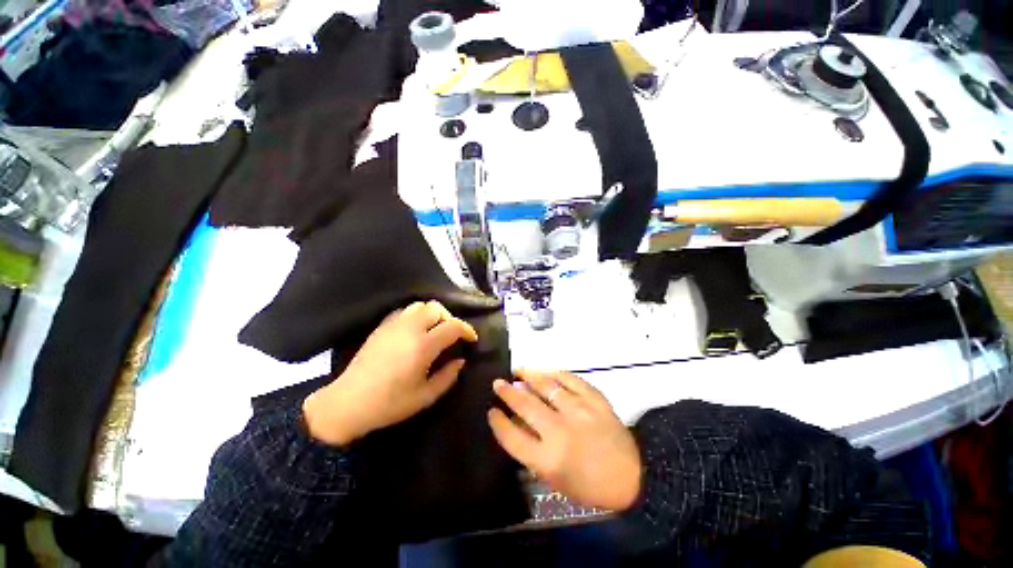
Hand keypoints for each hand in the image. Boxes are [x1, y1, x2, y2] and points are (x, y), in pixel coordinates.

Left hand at [303, 301, 477, 445]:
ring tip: (434, 331)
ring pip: (420, 305)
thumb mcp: (426, 396)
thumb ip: (448, 376)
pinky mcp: (382, 327)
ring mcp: (393, 325)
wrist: (348, 403)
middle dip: (450, 318)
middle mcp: (409, 329)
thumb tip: (461, 360)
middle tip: (452, 335)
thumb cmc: (389, 404)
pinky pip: (405, 311)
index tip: (471, 339)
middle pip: (437, 308)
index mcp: (423, 346)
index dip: (467, 330)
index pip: (453, 326)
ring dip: (432, 314)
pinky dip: (416, 316)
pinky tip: (415, 332)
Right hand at [488, 370, 641, 510]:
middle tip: (498, 383)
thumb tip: (515, 422)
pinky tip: (547, 372)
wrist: (634, 476)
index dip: (498, 422)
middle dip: (507, 392)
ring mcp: (579, 411)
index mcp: (548, 459)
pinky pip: (571, 379)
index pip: (512, 437)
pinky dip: (556, 373)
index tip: (492, 411)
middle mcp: (560, 431)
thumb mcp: (555, 478)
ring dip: (529, 375)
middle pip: (525, 404)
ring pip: (546, 386)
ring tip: (519, 370)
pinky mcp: (595, 399)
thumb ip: (532, 450)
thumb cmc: (590, 485)